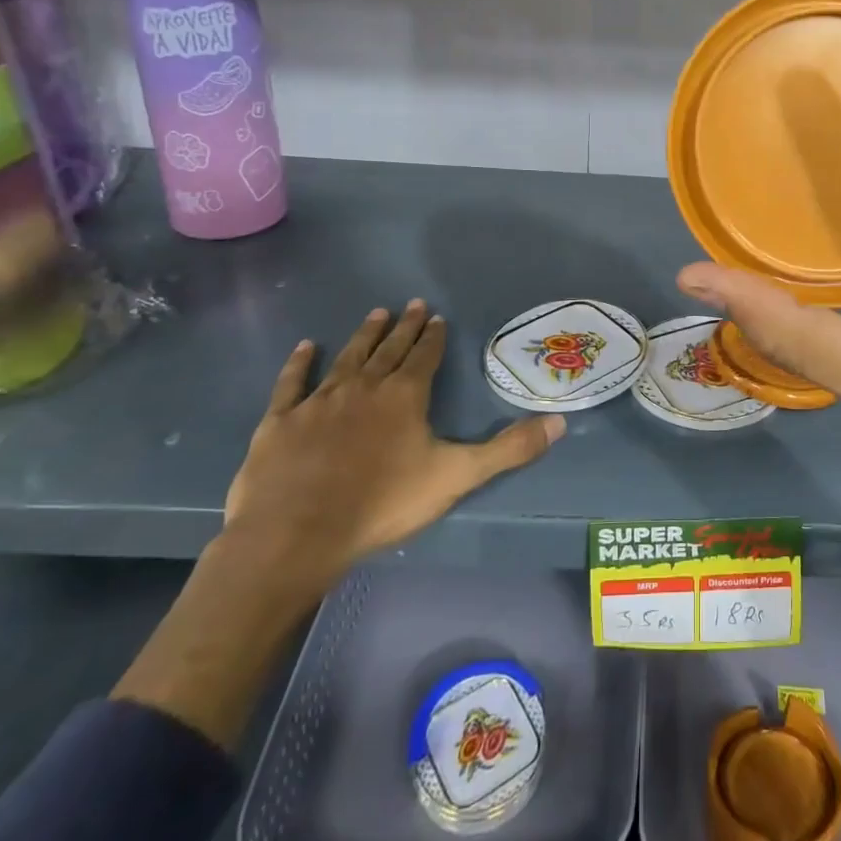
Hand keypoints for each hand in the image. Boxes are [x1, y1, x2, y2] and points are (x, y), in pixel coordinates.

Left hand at [222, 300, 564, 598]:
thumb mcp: (456, 476)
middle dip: (404, 327)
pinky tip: (306, 347)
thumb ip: (508, 449)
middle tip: (412, 304)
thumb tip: (560, 423)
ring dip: (364, 335)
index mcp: (404, 396)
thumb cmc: (382, 504)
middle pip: (388, 349)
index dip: (433, 337)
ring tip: (376, 313)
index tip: (437, 317)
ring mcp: (319, 401)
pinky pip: (292, 383)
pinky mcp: (281, 421)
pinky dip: (300, 363)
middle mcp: (364, 387)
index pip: (424, 356)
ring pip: (347, 358)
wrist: (295, 536)